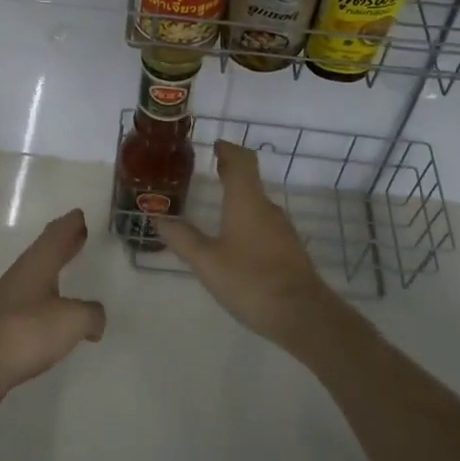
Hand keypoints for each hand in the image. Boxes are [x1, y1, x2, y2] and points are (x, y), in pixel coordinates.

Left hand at [0, 209, 105, 417]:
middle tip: (78, 233)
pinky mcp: (2, 326)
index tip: (79, 214)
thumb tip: (96, 318)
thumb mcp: (72, 320)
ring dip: (52, 269)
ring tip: (67, 270)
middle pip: (45, 251)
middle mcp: (21, 275)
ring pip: (36, 276)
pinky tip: (52, 313)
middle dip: (63, 242)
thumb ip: (90, 314)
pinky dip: (45, 300)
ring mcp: (8, 300)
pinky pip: (30, 303)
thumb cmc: (26, 331)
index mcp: (38, 263)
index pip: (56, 234)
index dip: (70, 224)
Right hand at [154, 141, 341, 347]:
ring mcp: (282, 229)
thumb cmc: (250, 280)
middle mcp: (267, 207)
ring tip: (218, 206)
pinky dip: (248, 219)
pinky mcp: (289, 249)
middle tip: (210, 171)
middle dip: (231, 172)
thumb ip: (182, 238)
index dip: (228, 149)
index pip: (241, 161)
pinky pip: (265, 224)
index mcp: (247, 201)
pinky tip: (236, 239)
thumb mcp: (207, 261)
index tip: (215, 145)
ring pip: (258, 203)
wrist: (302, 314)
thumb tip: (157, 216)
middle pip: (250, 179)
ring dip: (239, 197)